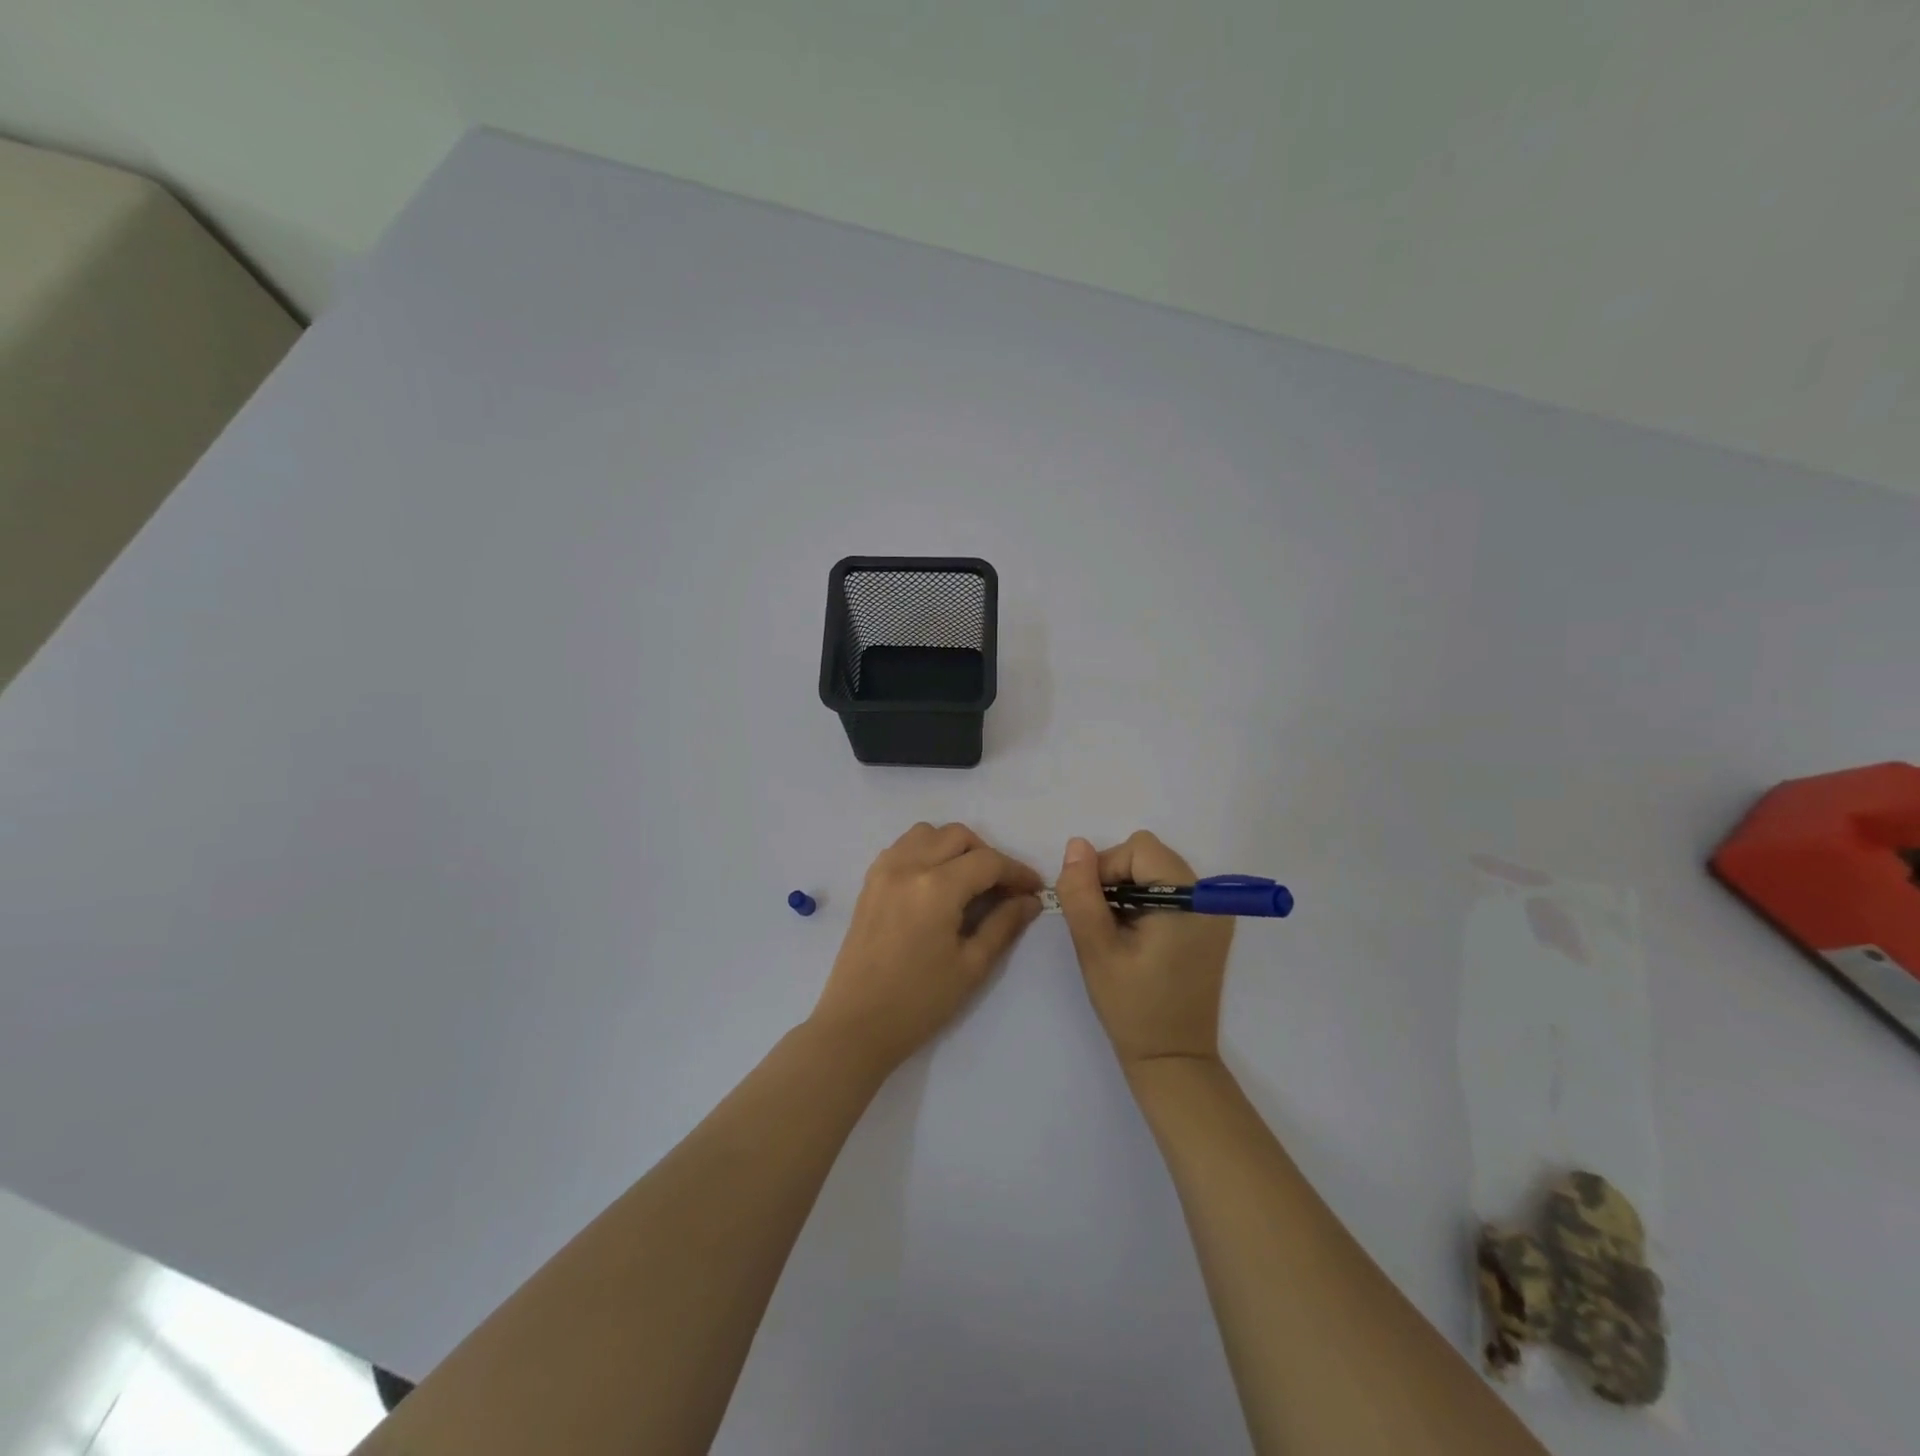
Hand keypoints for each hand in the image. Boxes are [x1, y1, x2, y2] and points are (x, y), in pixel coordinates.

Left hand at [810, 823, 1043, 1072]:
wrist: (857, 1024)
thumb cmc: (919, 1002)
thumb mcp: (971, 966)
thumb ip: (1004, 925)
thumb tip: (1030, 900)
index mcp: (936, 887)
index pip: (987, 862)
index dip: (1017, 871)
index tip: (1034, 889)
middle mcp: (908, 866)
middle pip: (957, 836)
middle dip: (987, 854)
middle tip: (1002, 887)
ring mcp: (884, 870)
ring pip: (927, 833)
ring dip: (953, 846)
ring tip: (968, 880)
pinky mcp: (869, 882)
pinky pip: (902, 847)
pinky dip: (925, 851)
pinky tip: (936, 882)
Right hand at [1055, 832, 1233, 1068]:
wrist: (1173, 1059)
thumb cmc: (1132, 1007)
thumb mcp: (1096, 949)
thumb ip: (1082, 894)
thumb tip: (1076, 845)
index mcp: (1189, 901)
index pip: (1139, 849)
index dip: (1106, 869)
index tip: (1093, 909)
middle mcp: (1209, 899)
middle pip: (1149, 856)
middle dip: (1116, 878)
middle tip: (1103, 922)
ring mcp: (1213, 912)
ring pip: (1156, 871)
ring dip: (1129, 891)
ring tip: (1118, 932)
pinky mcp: (1208, 926)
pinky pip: (1169, 891)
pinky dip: (1145, 902)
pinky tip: (1135, 937)